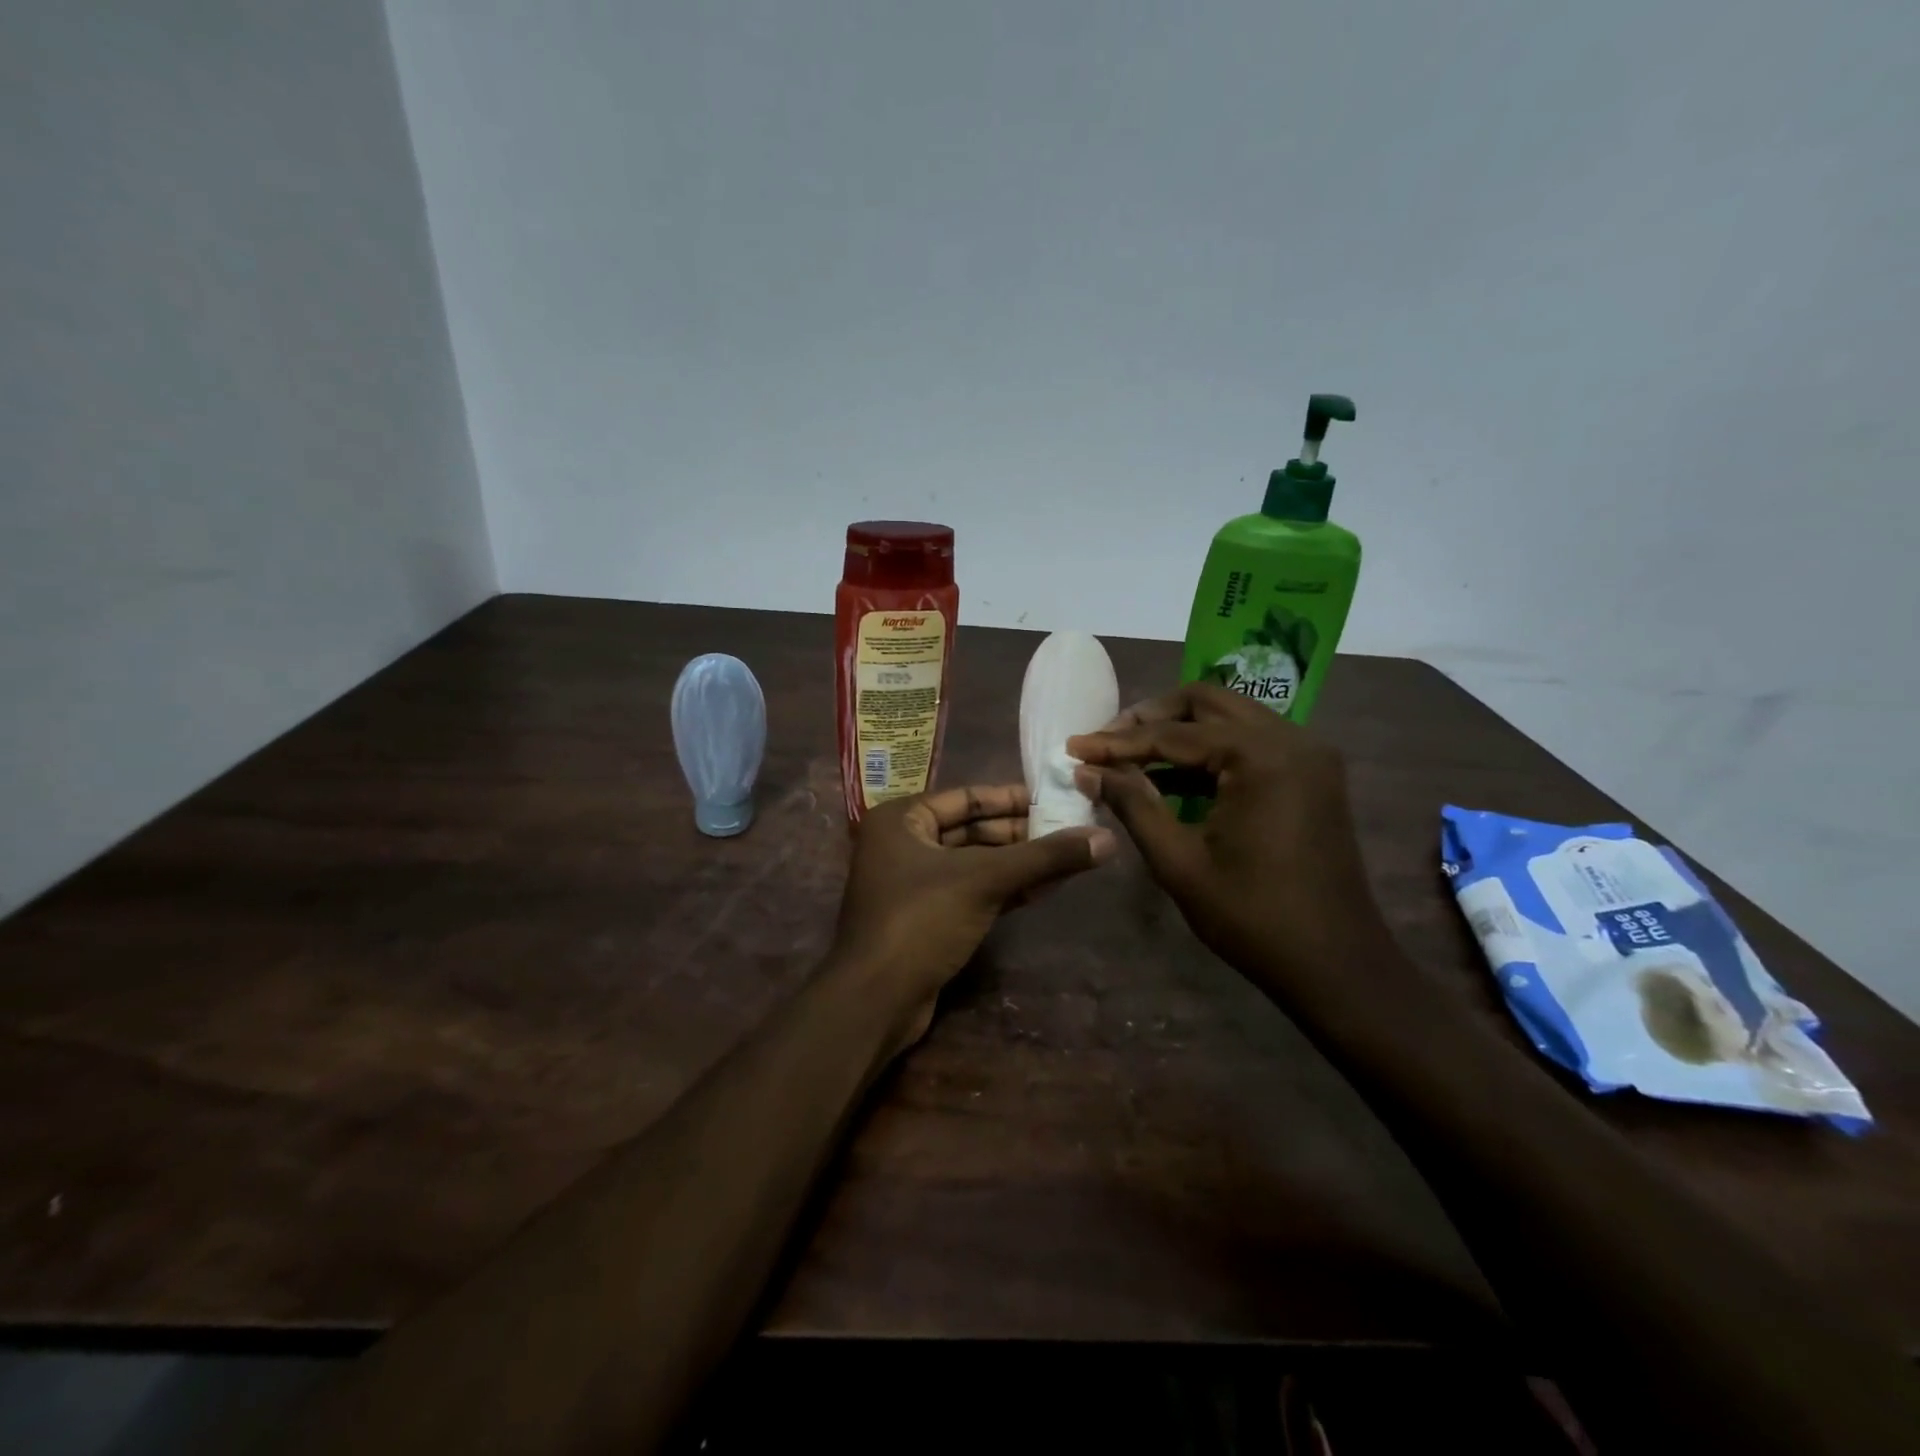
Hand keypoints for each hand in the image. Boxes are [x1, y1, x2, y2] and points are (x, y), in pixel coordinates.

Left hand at [834, 784, 1114, 1047]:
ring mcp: (912, 884)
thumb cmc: (921, 921)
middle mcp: (902, 844)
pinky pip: (970, 892)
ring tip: (1067, 858)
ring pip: (973, 864)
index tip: (1055, 799)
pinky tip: (1044, 887)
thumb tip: (1108, 838)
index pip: (966, 797)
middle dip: (1019, 833)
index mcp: (901, 819)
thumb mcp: (985, 880)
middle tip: (1069, 830)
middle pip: (971, 829)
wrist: (875, 1001)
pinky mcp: (925, 919)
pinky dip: (1004, 889)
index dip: (1012, 798)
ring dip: (1017, 863)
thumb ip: (1045, 857)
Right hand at [1068, 683, 1388, 987]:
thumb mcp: (1179, 862)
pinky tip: (1173, 776)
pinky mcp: (1311, 773)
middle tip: (1106, 742)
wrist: (1335, 965)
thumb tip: (1086, 770)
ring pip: (1230, 717)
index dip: (1117, 742)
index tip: (1073, 747)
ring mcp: (1308, 753)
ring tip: (1131, 757)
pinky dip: (1210, 751)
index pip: (1173, 734)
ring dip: (1180, 731)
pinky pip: (1251, 742)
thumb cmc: (1252, 917)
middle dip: (1150, 717)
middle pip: (1206, 702)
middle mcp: (1291, 738)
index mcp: (1261, 756)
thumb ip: (1133, 805)